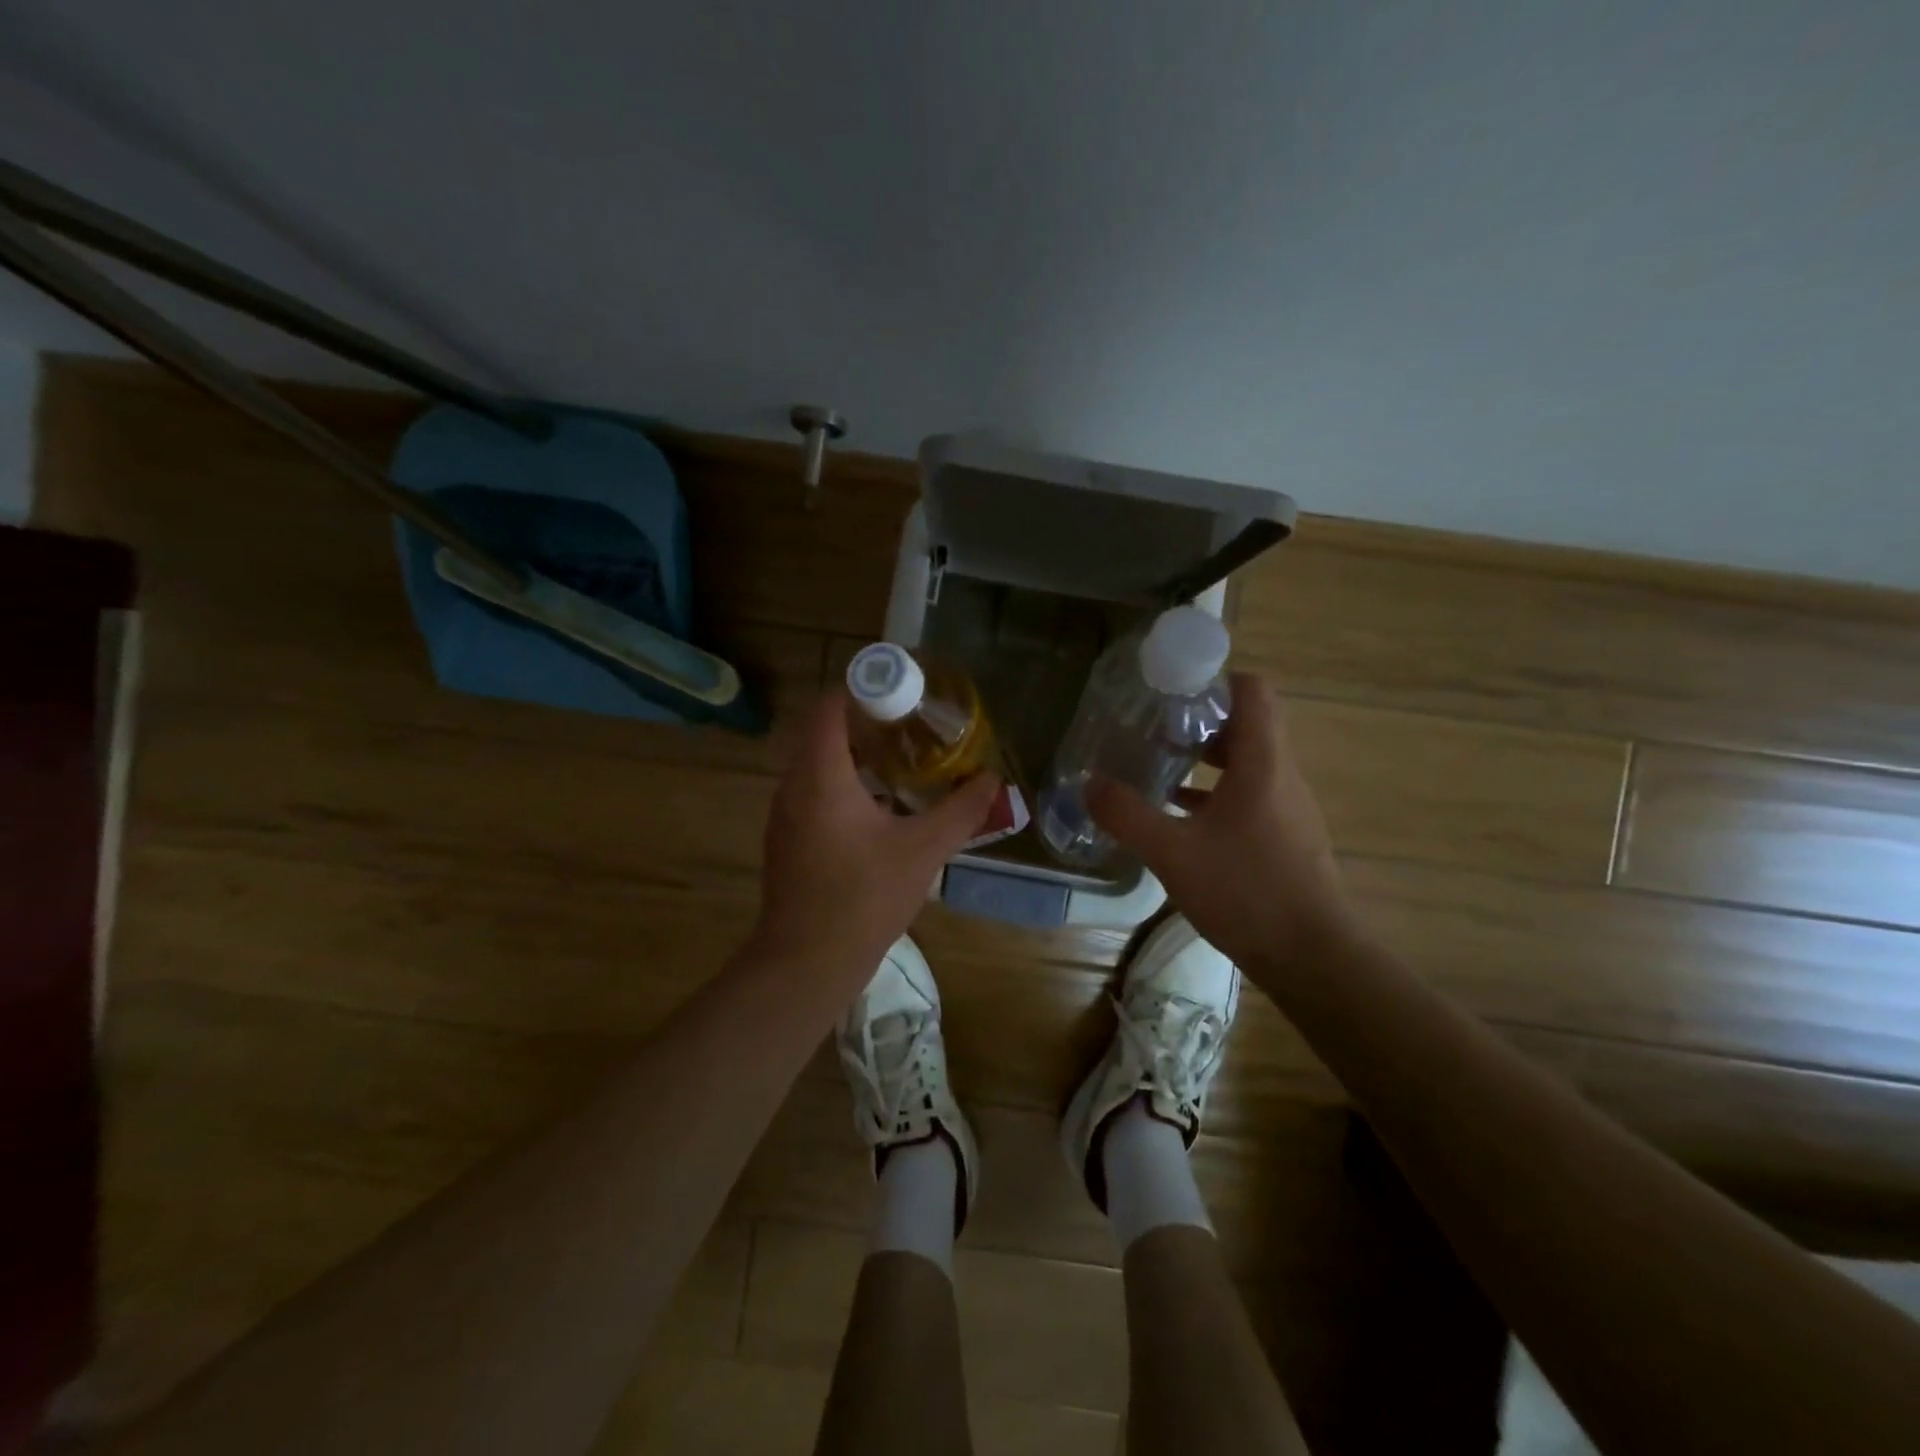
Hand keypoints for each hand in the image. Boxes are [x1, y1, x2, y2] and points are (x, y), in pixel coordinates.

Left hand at [752, 689, 1000, 992]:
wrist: (806, 963)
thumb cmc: (864, 898)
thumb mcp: (923, 850)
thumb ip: (961, 810)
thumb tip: (992, 780)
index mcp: (821, 776)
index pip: (830, 707)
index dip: (864, 690)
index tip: (903, 695)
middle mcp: (793, 786)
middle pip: (825, 733)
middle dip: (867, 724)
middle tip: (913, 729)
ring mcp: (784, 815)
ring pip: (818, 766)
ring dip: (856, 757)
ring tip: (902, 764)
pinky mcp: (786, 840)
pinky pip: (813, 793)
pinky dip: (843, 786)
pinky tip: (880, 809)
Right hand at [1087, 671, 1355, 978]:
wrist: (1313, 958)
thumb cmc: (1247, 891)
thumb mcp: (1173, 853)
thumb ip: (1127, 815)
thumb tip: (1089, 784)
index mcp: (1263, 763)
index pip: (1253, 690)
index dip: (1214, 679)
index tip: (1170, 688)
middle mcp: (1281, 775)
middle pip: (1246, 724)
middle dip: (1198, 719)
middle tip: (1152, 725)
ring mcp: (1286, 807)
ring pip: (1245, 762)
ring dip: (1204, 758)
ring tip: (1157, 763)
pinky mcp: (1284, 836)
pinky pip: (1247, 795)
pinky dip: (1213, 793)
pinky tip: (1177, 814)